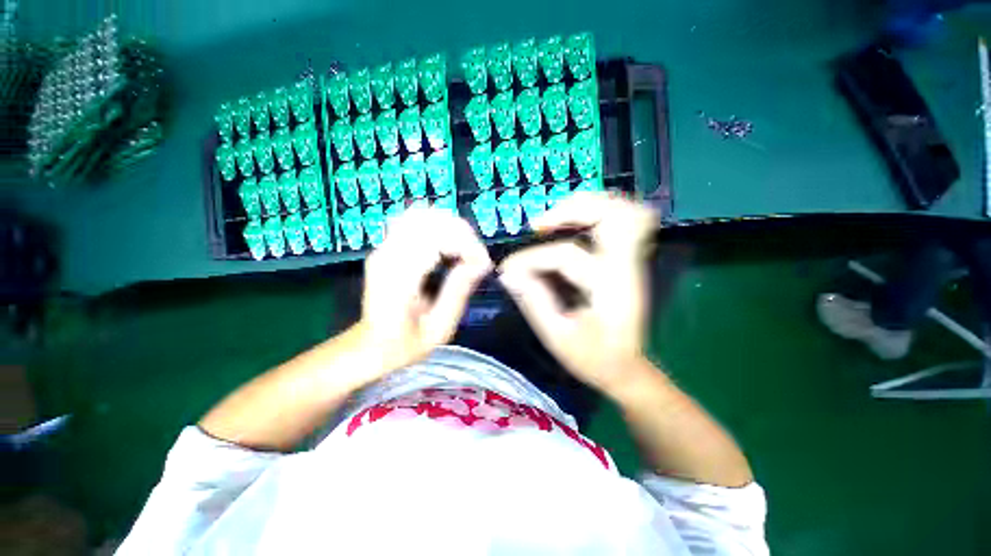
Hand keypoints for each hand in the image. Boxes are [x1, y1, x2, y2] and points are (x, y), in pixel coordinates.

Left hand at [358, 208, 491, 371]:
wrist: (370, 346)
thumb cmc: (405, 344)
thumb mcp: (440, 329)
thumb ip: (458, 292)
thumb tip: (482, 262)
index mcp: (399, 279)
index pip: (435, 239)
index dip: (465, 245)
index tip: (483, 264)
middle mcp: (387, 255)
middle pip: (428, 220)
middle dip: (461, 232)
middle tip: (476, 257)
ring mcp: (383, 247)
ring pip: (421, 214)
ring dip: (450, 226)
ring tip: (465, 249)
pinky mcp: (386, 246)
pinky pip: (414, 221)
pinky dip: (438, 226)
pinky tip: (448, 245)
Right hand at [498, 193, 657, 394]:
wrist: (626, 369)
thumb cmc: (593, 357)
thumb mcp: (557, 336)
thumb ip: (533, 300)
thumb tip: (508, 273)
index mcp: (609, 287)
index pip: (566, 255)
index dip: (532, 259)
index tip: (509, 271)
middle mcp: (625, 266)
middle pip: (614, 213)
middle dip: (573, 209)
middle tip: (540, 225)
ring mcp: (631, 261)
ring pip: (624, 212)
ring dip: (588, 206)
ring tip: (556, 217)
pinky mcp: (628, 262)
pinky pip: (623, 222)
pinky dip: (599, 215)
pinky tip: (577, 223)